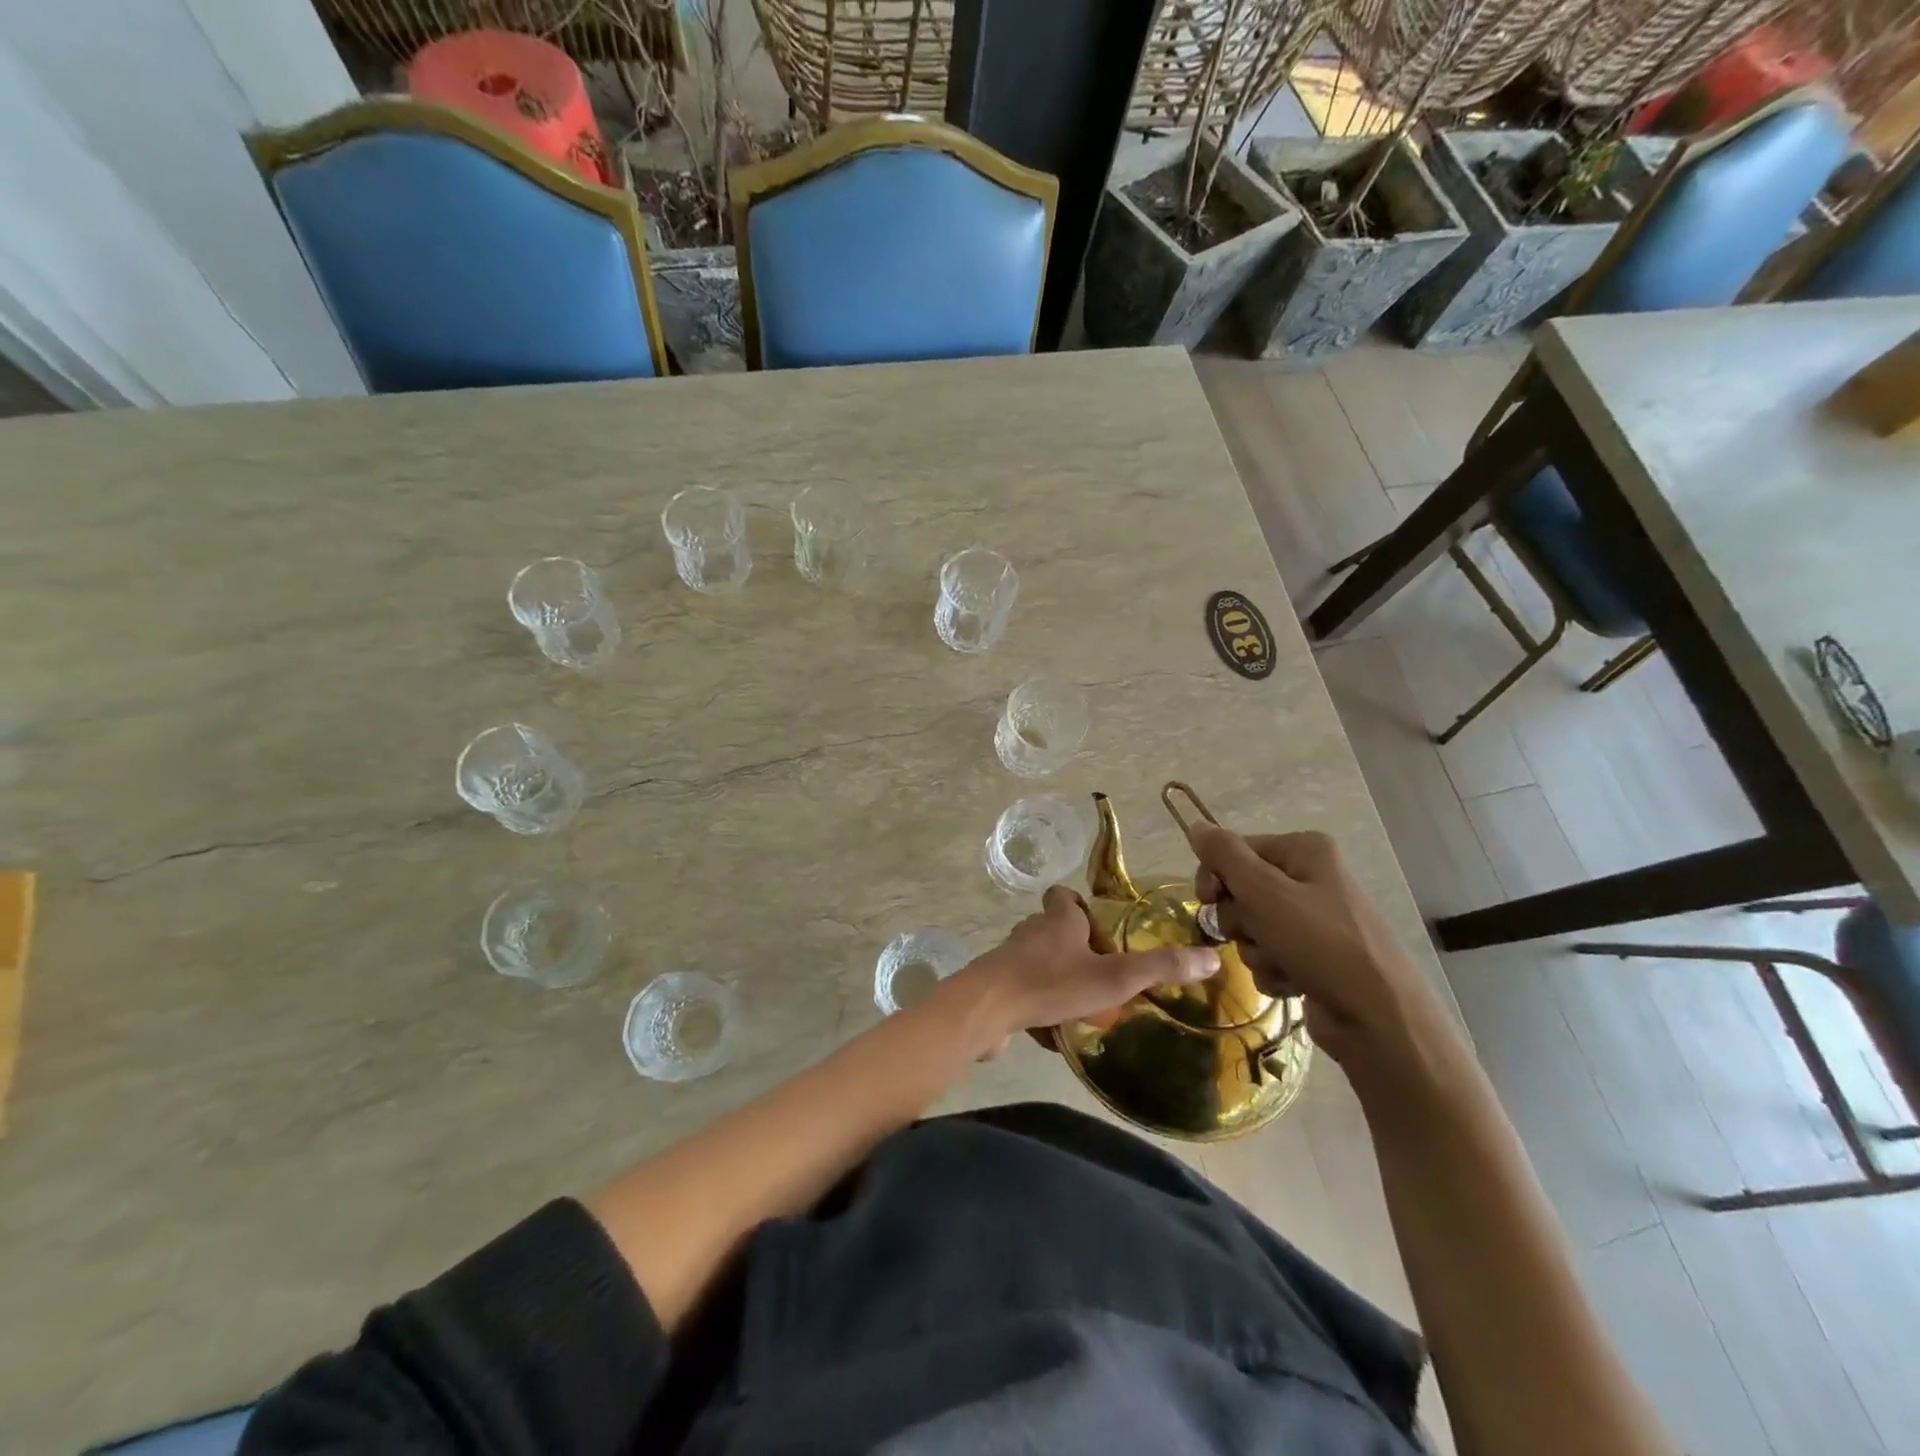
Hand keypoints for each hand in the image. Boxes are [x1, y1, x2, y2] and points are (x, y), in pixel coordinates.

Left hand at [957, 885, 1219, 1046]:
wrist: (988, 1008)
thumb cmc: (1053, 983)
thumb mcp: (1115, 977)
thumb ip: (1160, 967)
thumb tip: (1212, 956)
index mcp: (1058, 920)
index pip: (1063, 896)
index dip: (1078, 905)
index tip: (1097, 925)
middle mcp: (1032, 932)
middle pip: (1051, 929)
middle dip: (1073, 946)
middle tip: (1101, 971)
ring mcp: (1010, 959)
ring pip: (1037, 961)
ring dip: (1056, 977)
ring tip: (1083, 1003)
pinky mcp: (997, 987)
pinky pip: (1022, 991)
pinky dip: (1037, 1004)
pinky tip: (1053, 1028)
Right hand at [1189, 826, 1468, 1100]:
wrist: (1378, 1017)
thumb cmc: (1320, 942)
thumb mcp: (1264, 891)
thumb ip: (1225, 856)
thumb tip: (1196, 825)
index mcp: (1304, 850)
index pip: (1235, 851)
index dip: (1215, 876)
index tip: (1207, 900)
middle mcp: (1310, 878)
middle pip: (1241, 890)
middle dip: (1239, 919)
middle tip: (1254, 933)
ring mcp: (1314, 920)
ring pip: (1252, 927)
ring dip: (1255, 949)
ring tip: (1281, 963)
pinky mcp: (1314, 957)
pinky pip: (1270, 955)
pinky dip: (1273, 970)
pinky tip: (1292, 983)